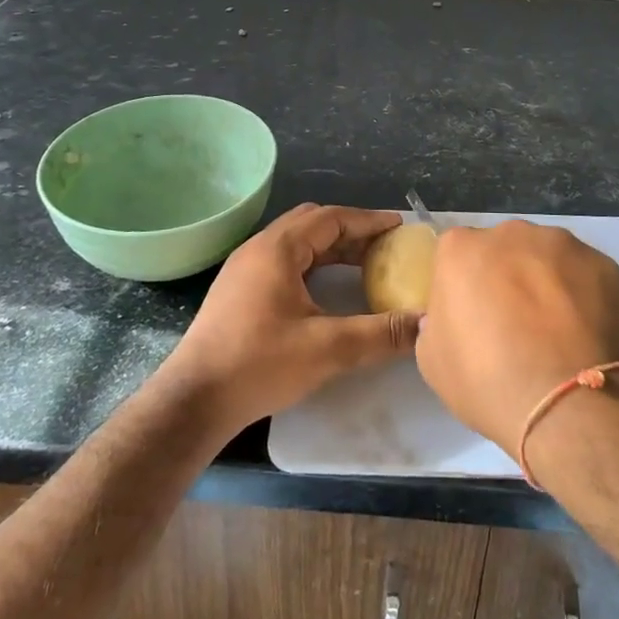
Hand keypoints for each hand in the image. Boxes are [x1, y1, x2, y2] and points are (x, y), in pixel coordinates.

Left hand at [160, 203, 415, 431]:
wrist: (194, 400)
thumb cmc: (259, 363)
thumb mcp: (327, 348)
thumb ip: (380, 334)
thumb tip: (424, 325)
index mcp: (277, 248)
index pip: (330, 218)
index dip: (368, 220)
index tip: (398, 227)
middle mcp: (258, 249)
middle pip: (312, 224)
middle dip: (350, 232)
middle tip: (383, 247)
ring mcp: (244, 269)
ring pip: (296, 244)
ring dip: (330, 249)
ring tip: (362, 266)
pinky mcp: (237, 291)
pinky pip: (283, 262)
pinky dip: (312, 265)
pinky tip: (325, 291)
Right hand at [416, 220, 618, 458]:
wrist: (569, 405)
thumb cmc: (488, 381)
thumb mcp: (433, 360)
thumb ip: (437, 323)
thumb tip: (454, 316)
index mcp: (462, 249)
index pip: (457, 256)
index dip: (465, 286)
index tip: (473, 318)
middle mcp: (512, 233)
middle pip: (505, 249)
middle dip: (508, 277)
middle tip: (516, 325)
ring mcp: (564, 245)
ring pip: (549, 258)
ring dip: (549, 283)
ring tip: (559, 333)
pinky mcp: (607, 266)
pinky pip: (587, 277)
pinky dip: (586, 298)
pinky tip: (587, 336)